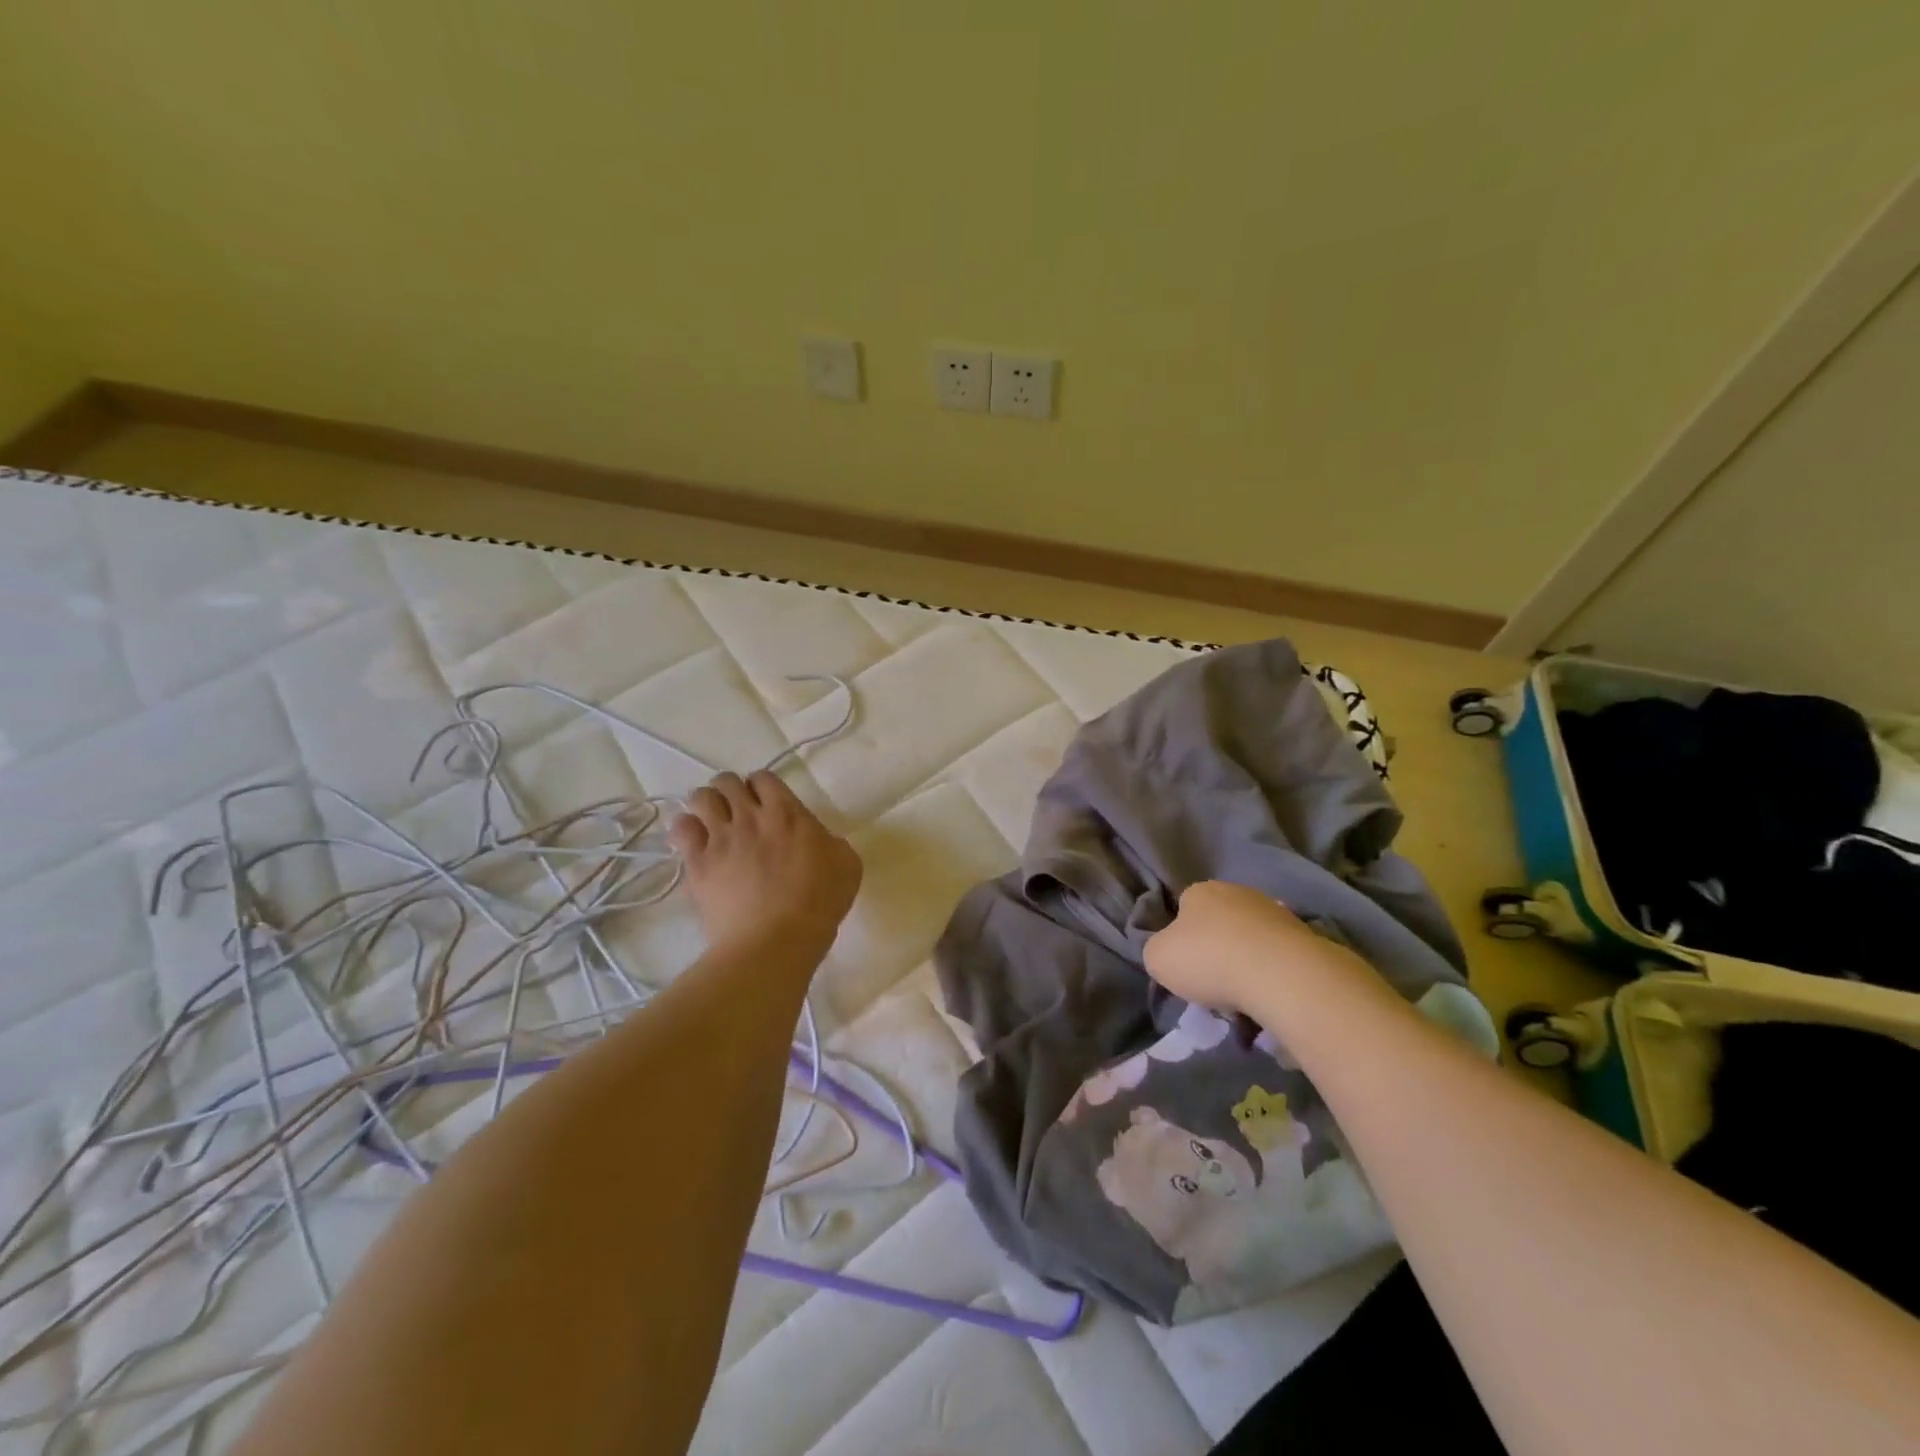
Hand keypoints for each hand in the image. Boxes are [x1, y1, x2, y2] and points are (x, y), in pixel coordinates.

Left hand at [669, 771, 861, 956]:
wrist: (775, 941)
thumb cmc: (818, 904)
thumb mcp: (847, 865)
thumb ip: (831, 842)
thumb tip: (819, 839)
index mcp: (787, 813)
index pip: (764, 778)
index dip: (762, 788)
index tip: (767, 804)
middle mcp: (749, 816)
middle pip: (726, 781)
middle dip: (730, 792)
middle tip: (738, 814)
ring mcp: (720, 838)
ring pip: (700, 798)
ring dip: (706, 806)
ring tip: (712, 825)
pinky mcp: (698, 863)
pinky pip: (681, 829)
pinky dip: (686, 830)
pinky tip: (694, 843)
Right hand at [1144, 880, 1344, 1014]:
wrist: (1278, 973)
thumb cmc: (1207, 959)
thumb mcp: (1157, 959)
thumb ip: (1158, 950)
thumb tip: (1170, 951)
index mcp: (1199, 891)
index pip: (1184, 909)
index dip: (1182, 939)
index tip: (1186, 967)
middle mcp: (1237, 892)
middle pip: (1220, 924)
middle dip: (1217, 951)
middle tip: (1214, 986)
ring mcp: (1275, 911)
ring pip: (1251, 942)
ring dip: (1247, 965)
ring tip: (1245, 1001)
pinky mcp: (1305, 936)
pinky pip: (1278, 959)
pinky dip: (1273, 976)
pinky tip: (1270, 998)